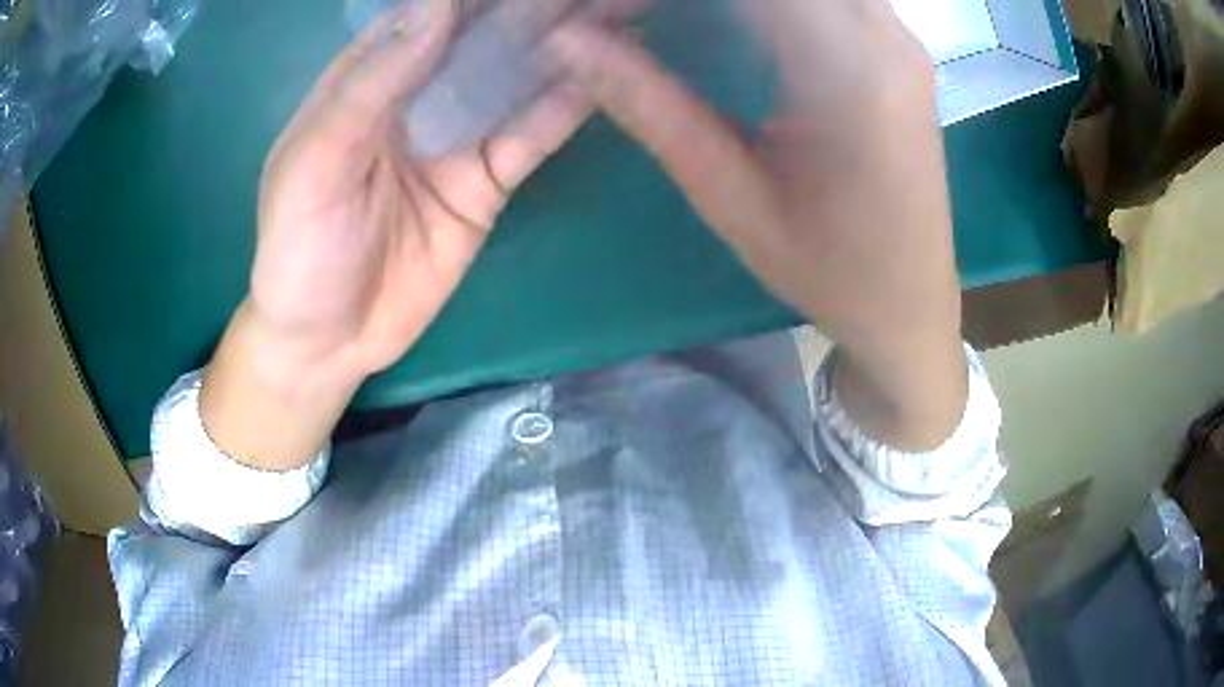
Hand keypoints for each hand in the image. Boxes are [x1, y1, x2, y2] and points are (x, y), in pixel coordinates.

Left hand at [201, 0, 591, 469]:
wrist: (330, 341)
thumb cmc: (300, 253)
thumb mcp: (315, 167)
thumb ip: (369, 86)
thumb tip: (437, 4)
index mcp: (364, 81)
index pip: (426, 15)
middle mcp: (416, 95)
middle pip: (480, 37)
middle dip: (532, 10)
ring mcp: (455, 137)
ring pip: (514, 78)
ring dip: (564, 46)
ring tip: (616, 13)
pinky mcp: (486, 181)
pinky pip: (532, 136)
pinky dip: (567, 106)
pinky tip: (610, 74)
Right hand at [551, 0, 967, 448]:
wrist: (911, 304)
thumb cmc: (827, 270)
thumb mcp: (730, 196)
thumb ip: (651, 105)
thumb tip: (568, 41)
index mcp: (847, 73)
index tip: (618, 9)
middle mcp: (886, 38)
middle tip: (647, 14)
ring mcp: (900, 40)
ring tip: (686, 16)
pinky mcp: (899, 50)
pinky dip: (774, 2)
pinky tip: (737, 18)